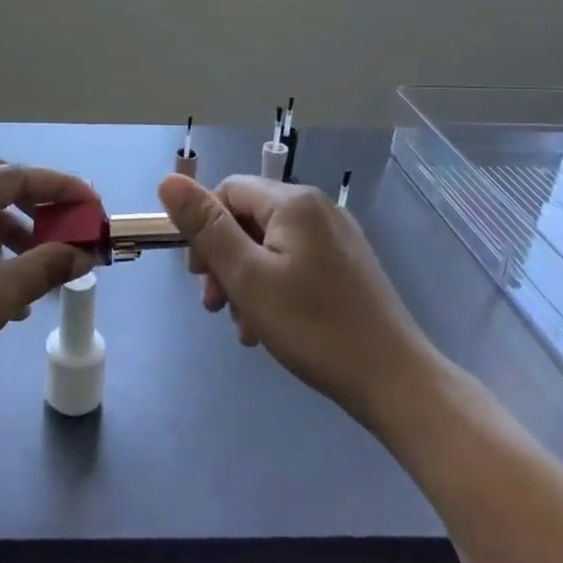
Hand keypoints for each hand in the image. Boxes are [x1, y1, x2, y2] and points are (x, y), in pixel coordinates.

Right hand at [159, 173, 440, 423]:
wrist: (394, 381)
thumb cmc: (313, 326)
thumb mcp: (247, 276)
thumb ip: (206, 227)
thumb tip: (168, 180)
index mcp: (294, 202)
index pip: (229, 191)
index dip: (204, 227)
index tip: (197, 274)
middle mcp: (318, 209)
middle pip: (249, 218)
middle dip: (223, 259)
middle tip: (213, 304)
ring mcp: (338, 238)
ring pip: (270, 245)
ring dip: (245, 280)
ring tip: (242, 325)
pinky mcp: (348, 266)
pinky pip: (295, 263)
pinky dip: (273, 288)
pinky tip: (269, 327)